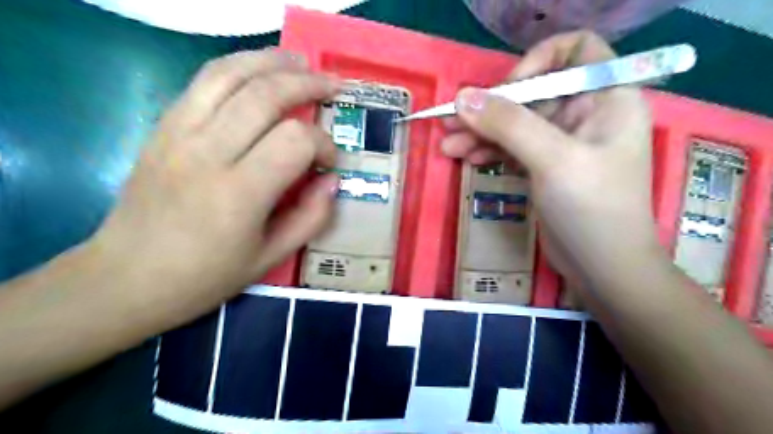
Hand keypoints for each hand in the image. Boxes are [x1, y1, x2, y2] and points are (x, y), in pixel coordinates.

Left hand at [89, 50, 338, 320]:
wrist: (126, 278)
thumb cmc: (205, 276)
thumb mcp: (270, 257)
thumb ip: (311, 218)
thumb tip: (331, 181)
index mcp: (239, 193)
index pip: (294, 141)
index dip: (323, 144)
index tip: (329, 163)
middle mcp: (207, 153)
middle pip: (265, 95)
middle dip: (307, 84)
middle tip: (332, 87)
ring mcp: (178, 134)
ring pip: (230, 75)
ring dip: (271, 61)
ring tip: (300, 61)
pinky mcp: (162, 128)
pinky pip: (202, 82)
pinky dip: (237, 67)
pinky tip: (258, 69)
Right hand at [445, 31, 661, 291]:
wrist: (603, 268)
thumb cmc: (592, 209)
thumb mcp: (553, 160)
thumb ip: (508, 124)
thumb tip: (462, 97)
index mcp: (606, 98)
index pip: (575, 51)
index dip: (538, 61)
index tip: (508, 90)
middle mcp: (586, 114)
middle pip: (533, 92)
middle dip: (492, 107)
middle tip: (451, 121)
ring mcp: (562, 143)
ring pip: (516, 123)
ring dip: (482, 131)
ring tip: (448, 145)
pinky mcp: (545, 166)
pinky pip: (513, 147)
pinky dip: (489, 150)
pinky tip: (465, 158)